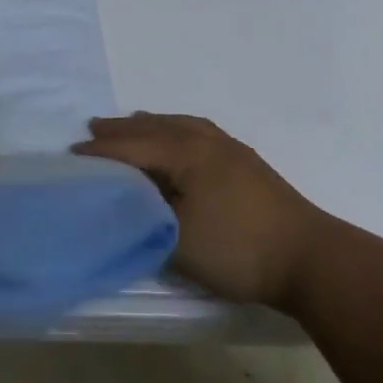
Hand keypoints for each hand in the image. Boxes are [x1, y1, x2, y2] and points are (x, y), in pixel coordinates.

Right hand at [73, 113, 330, 306]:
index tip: (71, 155)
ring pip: (180, 125)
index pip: (132, 147)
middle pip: (154, 127)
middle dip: (121, 129)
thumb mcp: (178, 240)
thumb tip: (125, 202)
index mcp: (185, 153)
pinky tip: (182, 139)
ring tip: (133, 123)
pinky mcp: (247, 162)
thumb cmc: (238, 249)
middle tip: (93, 127)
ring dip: (151, 125)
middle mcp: (206, 141)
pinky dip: (177, 129)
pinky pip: (199, 131)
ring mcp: (230, 149)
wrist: (311, 259)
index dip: (100, 151)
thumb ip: (144, 217)